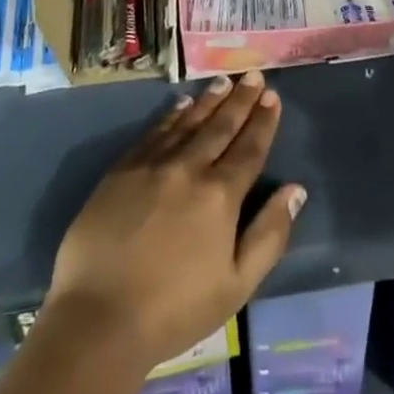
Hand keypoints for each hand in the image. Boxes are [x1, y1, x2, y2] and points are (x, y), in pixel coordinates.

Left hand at [43, 71, 305, 372]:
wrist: (98, 317)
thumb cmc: (174, 310)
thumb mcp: (236, 286)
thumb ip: (269, 235)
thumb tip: (295, 190)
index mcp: (220, 196)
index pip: (249, 148)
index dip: (263, 121)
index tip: (272, 96)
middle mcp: (189, 168)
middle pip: (220, 127)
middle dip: (240, 100)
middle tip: (253, 76)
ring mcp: (152, 165)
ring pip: (188, 122)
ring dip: (209, 100)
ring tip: (224, 81)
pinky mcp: (122, 170)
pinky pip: (154, 132)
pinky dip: (172, 115)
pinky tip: (181, 104)